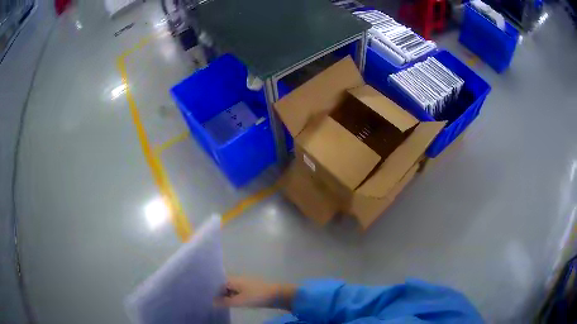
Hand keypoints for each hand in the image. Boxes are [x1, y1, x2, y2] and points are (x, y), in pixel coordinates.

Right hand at [215, 276, 295, 309]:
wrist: (276, 294)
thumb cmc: (256, 296)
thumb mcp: (239, 301)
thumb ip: (225, 302)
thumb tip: (211, 302)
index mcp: (233, 279)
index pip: (217, 283)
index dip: (211, 290)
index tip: (204, 297)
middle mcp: (237, 279)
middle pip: (223, 286)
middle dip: (217, 293)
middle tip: (210, 302)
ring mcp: (244, 284)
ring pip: (230, 289)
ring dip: (225, 296)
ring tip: (218, 304)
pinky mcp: (249, 289)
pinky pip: (237, 292)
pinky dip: (232, 297)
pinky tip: (230, 303)